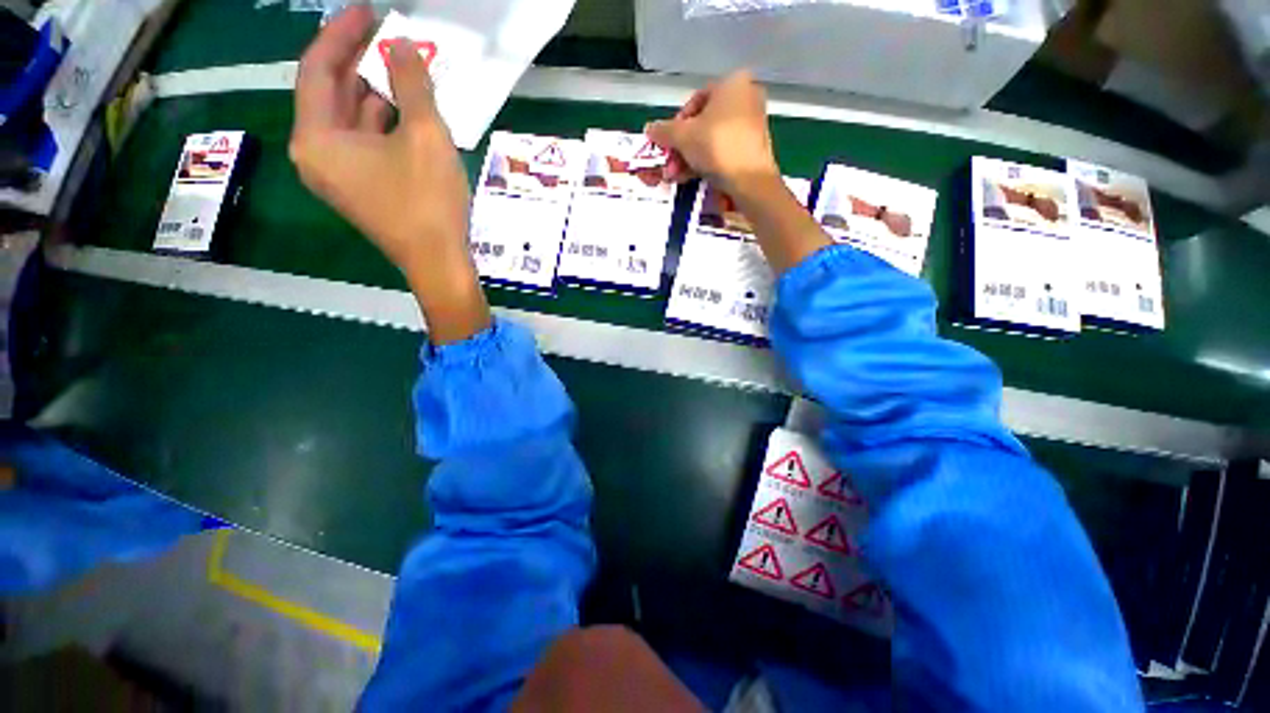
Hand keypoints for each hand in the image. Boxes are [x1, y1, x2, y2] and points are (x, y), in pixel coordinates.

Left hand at [290, 6, 488, 342]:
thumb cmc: (428, 203)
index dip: (341, 34)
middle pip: (329, 93)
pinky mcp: (360, 188)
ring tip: (403, 69)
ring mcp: (337, 174)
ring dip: (375, 92)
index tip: (367, 10)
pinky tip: (407, 111)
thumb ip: (412, 84)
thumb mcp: (425, 137)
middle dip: (358, 61)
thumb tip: (402, 45)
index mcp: (316, 138)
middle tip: (387, 35)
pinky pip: (363, 142)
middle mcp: (316, 154)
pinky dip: (382, 122)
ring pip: (349, 119)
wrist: (438, 263)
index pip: (317, 69)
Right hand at [649, 71, 827, 273]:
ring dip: (689, 159)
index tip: (668, 143)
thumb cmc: (717, 146)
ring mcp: (752, 124)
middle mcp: (746, 97)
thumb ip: (663, 131)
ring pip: (711, 141)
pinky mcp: (754, 148)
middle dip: (682, 148)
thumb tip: (649, 129)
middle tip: (670, 165)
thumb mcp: (683, 136)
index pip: (695, 101)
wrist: (750, 180)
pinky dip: (706, 163)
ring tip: (676, 176)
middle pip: (702, 124)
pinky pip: (724, 151)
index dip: (676, 123)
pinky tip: (692, 178)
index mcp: (733, 83)